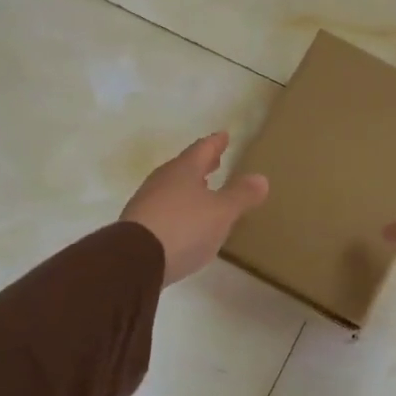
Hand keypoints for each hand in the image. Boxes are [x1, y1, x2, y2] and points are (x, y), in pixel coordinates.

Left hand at [122, 132, 268, 285]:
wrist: (134, 260)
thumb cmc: (184, 227)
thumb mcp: (221, 212)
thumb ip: (241, 195)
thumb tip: (261, 178)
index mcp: (184, 170)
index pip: (203, 149)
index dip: (215, 143)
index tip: (224, 135)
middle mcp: (163, 180)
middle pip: (185, 166)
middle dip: (202, 164)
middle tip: (215, 160)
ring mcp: (147, 202)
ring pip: (172, 186)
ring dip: (189, 185)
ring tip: (203, 190)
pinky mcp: (138, 225)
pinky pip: (164, 207)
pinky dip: (178, 206)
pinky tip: (185, 219)